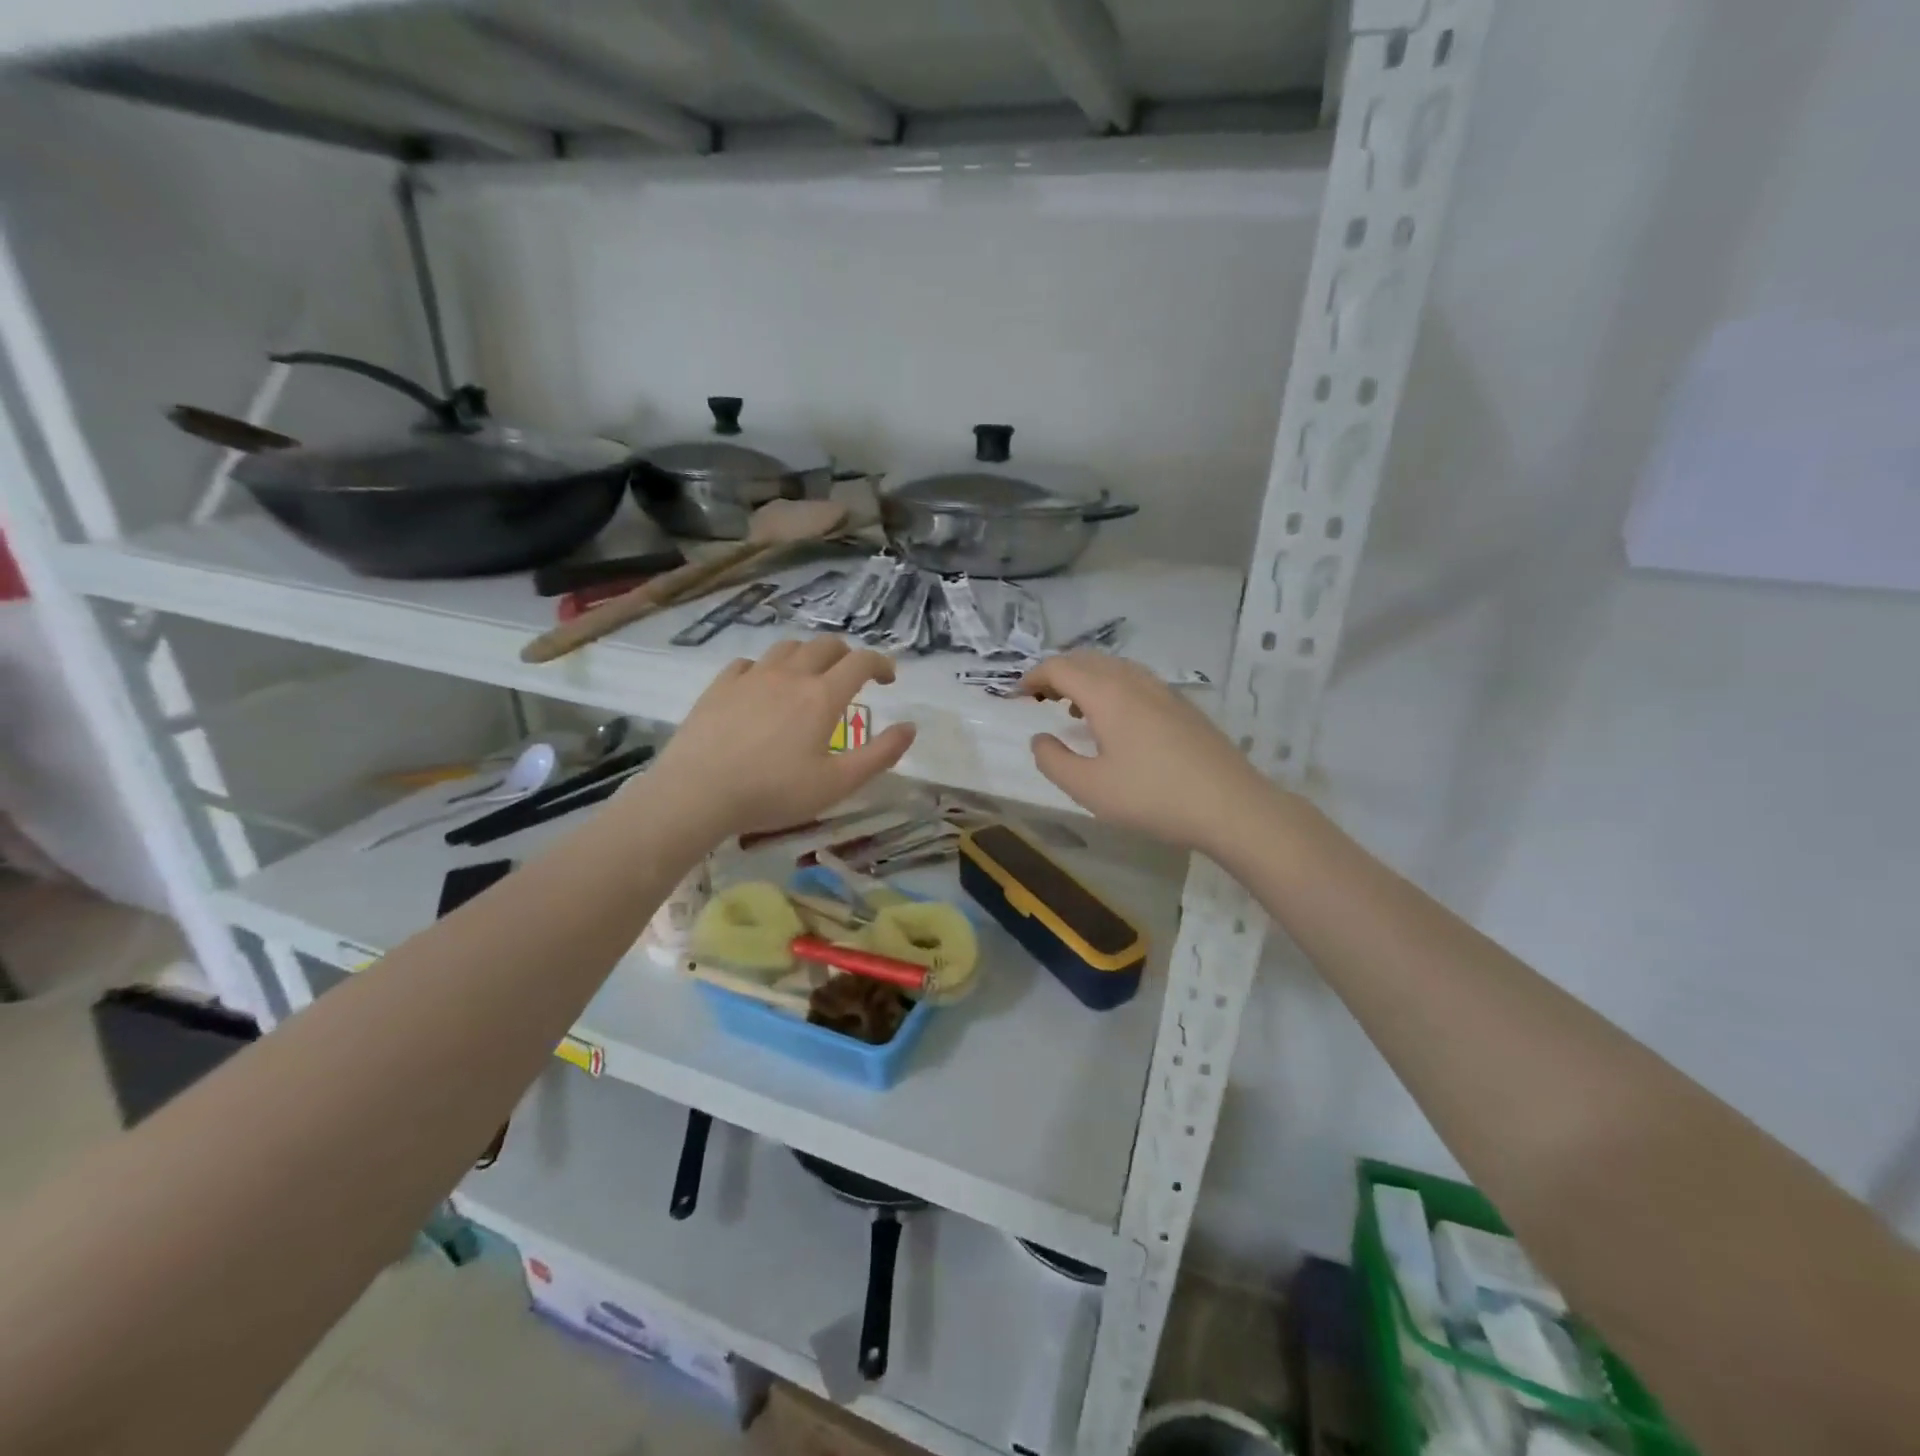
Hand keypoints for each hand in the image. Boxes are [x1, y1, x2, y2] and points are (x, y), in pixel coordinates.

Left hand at [649, 638, 916, 839]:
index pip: (861, 662)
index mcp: (822, 696)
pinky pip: (750, 663)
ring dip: (808, 656)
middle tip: (852, 676)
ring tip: (810, 677)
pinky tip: (763, 686)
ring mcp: (752, 676)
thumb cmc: (773, 792)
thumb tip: (910, 727)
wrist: (698, 792)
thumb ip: (880, 755)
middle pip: (826, 646)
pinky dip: (767, 668)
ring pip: (788, 648)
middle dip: (847, 655)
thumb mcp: (837, 784)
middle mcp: (790, 675)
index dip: (881, 663)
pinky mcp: (720, 685)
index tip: (889, 678)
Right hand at [1020, 653, 1273, 852]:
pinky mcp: (1182, 706)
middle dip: (1057, 673)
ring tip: (1072, 707)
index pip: (1060, 668)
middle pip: (1087, 660)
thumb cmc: (1152, 796)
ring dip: (1086, 678)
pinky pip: (1135, 681)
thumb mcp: (1089, 788)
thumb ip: (1054, 760)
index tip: (1017, 696)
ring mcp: (1163, 691)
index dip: (1033, 677)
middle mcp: (1134, 681)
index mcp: (1107, 694)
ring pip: (1114, 668)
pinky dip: (1111, 687)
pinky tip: (1115, 721)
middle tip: (1040, 698)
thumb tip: (1040, 739)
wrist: (1231, 805)